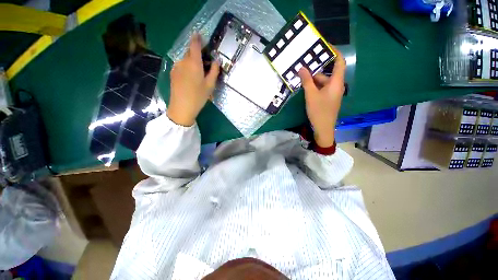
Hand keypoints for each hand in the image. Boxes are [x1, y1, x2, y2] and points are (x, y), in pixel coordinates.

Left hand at [167, 34, 219, 125]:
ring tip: (198, 73)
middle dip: (197, 53)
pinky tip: (190, 78)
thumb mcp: (210, 85)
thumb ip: (214, 71)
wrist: (182, 107)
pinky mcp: (173, 73)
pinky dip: (186, 67)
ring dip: (192, 61)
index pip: (194, 44)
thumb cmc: (198, 97)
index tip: (200, 36)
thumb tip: (217, 60)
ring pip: (185, 59)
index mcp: (194, 62)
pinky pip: (181, 65)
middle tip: (205, 63)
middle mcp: (183, 61)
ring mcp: (176, 67)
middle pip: (190, 52)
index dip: (197, 38)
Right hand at [298, 48, 345, 147]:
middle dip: (316, 70)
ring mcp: (332, 93)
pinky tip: (305, 88)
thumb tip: (301, 68)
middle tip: (303, 66)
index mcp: (336, 82)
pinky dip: (314, 87)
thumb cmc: (319, 111)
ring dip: (313, 80)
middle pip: (327, 73)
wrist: (323, 128)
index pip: (339, 62)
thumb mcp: (311, 95)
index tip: (325, 46)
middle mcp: (336, 86)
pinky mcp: (328, 99)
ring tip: (301, 78)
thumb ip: (306, 81)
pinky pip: (322, 89)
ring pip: (323, 82)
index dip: (334, 52)